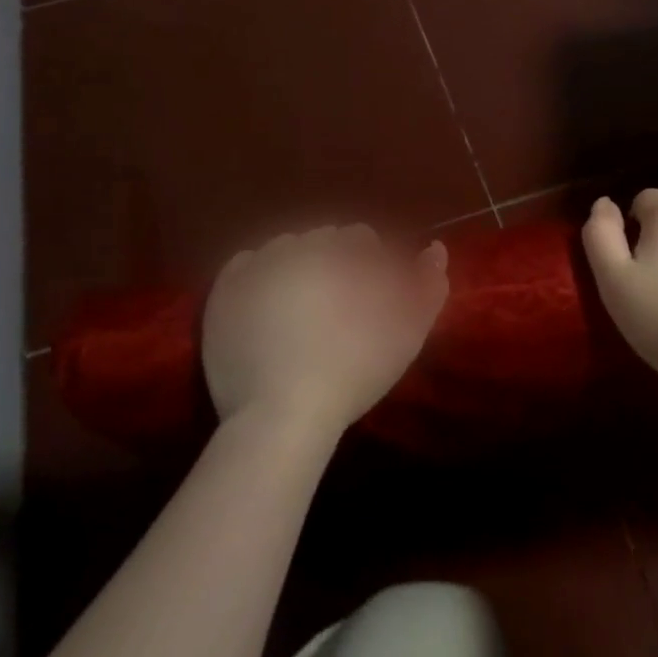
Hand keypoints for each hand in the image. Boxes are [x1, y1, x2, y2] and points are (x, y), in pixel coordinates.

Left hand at [201, 226, 448, 437]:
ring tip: (302, 306)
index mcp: (338, 253)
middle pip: (320, 240)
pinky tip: (270, 302)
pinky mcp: (223, 293)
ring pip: (283, 249)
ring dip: (296, 265)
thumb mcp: (406, 334)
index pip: (358, 237)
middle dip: (332, 262)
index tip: (367, 296)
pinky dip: (260, 274)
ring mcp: (254, 269)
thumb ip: (427, 286)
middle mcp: (294, 249)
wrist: (281, 419)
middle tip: (336, 305)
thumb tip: (434, 248)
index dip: (368, 263)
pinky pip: (246, 264)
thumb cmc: (353, 373)